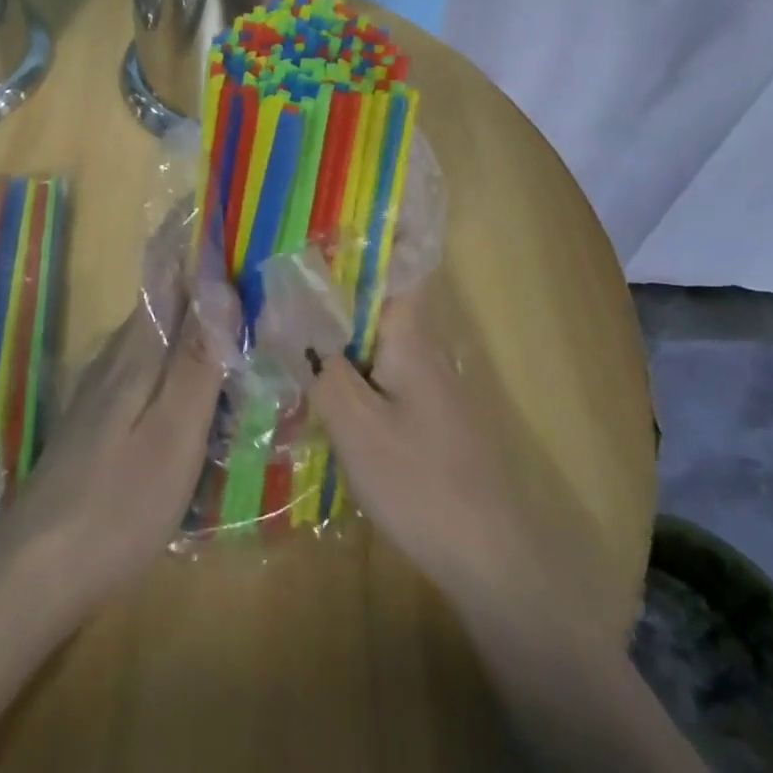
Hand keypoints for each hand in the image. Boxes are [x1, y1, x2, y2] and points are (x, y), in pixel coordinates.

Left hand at [0, 221, 235, 615]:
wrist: (35, 568)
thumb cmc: (118, 500)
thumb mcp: (174, 431)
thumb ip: (200, 359)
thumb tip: (223, 284)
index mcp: (140, 348)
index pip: (167, 270)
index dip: (190, 233)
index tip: (221, 202)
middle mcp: (120, 355)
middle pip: (165, 296)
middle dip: (203, 271)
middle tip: (253, 262)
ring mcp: (107, 388)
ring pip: (160, 333)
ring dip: (195, 314)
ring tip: (240, 314)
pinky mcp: (105, 419)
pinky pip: (154, 367)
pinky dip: (184, 356)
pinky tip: (204, 381)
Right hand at [257, 255, 607, 636]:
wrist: (492, 558)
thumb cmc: (422, 482)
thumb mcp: (357, 425)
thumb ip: (320, 368)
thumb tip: (284, 317)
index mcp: (411, 335)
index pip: (399, 262)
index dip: (372, 231)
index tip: (326, 214)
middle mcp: (423, 346)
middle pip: (378, 295)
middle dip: (334, 277)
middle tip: (279, 265)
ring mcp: (427, 381)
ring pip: (375, 333)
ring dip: (336, 321)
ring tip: (284, 310)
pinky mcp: (424, 413)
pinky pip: (379, 367)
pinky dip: (347, 359)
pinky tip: (314, 375)